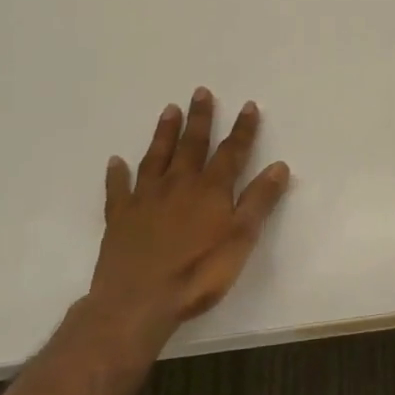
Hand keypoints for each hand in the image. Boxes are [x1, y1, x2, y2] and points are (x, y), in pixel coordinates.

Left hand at [87, 90, 290, 347]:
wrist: (138, 303)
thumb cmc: (198, 273)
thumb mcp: (241, 239)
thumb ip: (259, 201)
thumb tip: (279, 165)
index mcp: (211, 190)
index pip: (232, 152)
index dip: (242, 129)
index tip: (248, 106)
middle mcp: (179, 185)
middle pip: (192, 145)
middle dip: (200, 119)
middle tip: (200, 92)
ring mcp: (146, 200)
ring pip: (157, 158)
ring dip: (164, 134)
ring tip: (169, 110)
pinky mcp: (120, 218)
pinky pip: (118, 189)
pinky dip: (117, 174)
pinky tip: (115, 162)